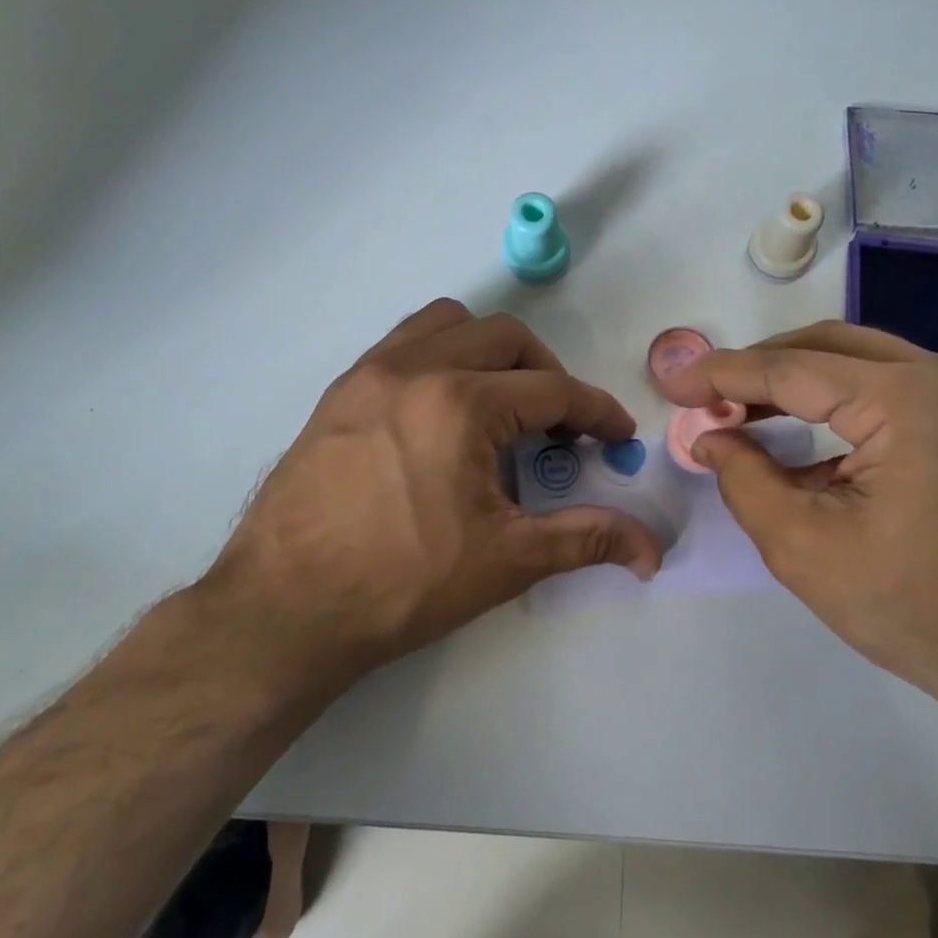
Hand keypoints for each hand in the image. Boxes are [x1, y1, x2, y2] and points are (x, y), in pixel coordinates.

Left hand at [197, 299, 662, 696]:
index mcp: (460, 404)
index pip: (553, 391)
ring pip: (448, 325)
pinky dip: (440, 359)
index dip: (596, 413)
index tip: (617, 437)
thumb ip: (587, 539)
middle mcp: (413, 369)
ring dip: (489, 354)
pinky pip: (403, 345)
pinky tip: (442, 415)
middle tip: (559, 428)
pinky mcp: (338, 394)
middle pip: (506, 339)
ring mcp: (367, 375)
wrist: (283, 612)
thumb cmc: (403, 586)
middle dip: (547, 375)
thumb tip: (653, 550)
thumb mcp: (507, 561)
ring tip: (500, 407)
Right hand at [662, 322, 937, 710]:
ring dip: (797, 383)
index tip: (675, 385)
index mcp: (911, 399)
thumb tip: (710, 437)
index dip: (724, 374)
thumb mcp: (803, 548)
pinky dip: (838, 405)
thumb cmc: (915, 609)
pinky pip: (892, 390)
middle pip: (829, 348)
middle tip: (707, 396)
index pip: (793, 369)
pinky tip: (799, 438)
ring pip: (861, 363)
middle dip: (760, 369)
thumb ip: (744, 479)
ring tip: (740, 411)